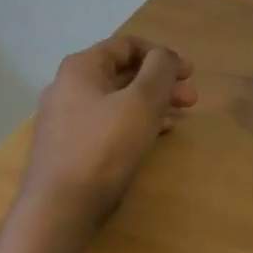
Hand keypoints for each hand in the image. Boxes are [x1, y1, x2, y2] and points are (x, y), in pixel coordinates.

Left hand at [19, 36, 196, 227]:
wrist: (60, 207)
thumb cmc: (105, 146)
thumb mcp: (143, 101)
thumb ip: (160, 69)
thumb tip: (166, 56)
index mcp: (82, 68)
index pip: (126, 45)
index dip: (162, 54)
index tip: (189, 72)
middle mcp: (69, 87)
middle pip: (123, 73)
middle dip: (161, 82)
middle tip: (191, 99)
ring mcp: (67, 119)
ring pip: (118, 100)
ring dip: (152, 104)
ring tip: (179, 118)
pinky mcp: (71, 146)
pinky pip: (109, 123)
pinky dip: (136, 122)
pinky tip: (156, 135)